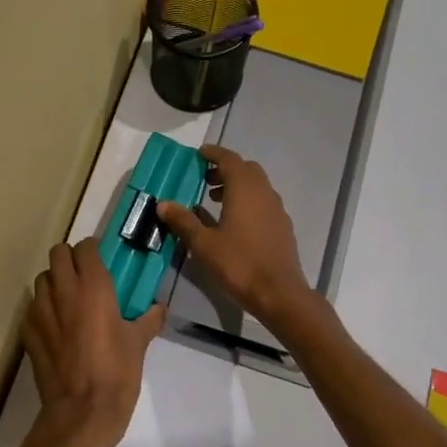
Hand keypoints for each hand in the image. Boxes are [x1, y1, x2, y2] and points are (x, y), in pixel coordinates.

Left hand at [23, 238, 165, 446]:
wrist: (82, 413)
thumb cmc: (116, 373)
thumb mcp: (138, 344)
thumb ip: (148, 320)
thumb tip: (158, 308)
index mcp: (94, 287)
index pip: (85, 248)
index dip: (93, 251)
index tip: (102, 261)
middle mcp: (64, 291)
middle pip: (58, 254)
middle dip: (70, 259)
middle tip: (84, 276)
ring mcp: (41, 311)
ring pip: (41, 279)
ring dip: (54, 282)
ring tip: (68, 300)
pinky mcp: (28, 332)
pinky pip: (32, 308)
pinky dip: (42, 309)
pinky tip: (55, 326)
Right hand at [158, 144, 314, 324]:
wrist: (279, 293)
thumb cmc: (239, 263)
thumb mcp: (203, 243)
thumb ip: (183, 221)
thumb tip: (163, 204)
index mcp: (244, 189)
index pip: (229, 159)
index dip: (213, 153)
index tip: (199, 154)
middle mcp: (264, 192)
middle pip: (245, 169)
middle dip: (225, 170)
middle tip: (204, 180)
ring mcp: (276, 209)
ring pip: (256, 186)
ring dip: (236, 186)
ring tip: (214, 202)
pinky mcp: (282, 226)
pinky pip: (263, 202)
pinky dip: (247, 201)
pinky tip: (233, 223)